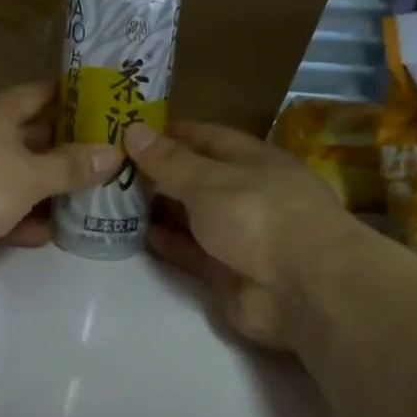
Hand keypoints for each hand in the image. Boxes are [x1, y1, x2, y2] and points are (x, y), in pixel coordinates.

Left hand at [0, 81, 119, 276]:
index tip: (104, 104)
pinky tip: (43, 234)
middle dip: (64, 149)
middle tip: (105, 162)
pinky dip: (16, 218)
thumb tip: (112, 153)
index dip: (72, 97)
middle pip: (28, 136)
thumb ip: (70, 167)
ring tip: (84, 202)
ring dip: (42, 189)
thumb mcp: (29, 175)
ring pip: (11, 175)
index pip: (40, 93)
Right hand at [125, 118, 344, 348]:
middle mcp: (249, 194)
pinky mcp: (230, 273)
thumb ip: (168, 160)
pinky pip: (193, 253)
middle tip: (114, 166)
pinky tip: (140, 234)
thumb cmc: (258, 214)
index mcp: (254, 161)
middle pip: (199, 178)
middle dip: (161, 172)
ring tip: (117, 200)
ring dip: (161, 210)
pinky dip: (170, 244)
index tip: (133, 129)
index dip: (173, 132)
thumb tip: (133, 129)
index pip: (208, 137)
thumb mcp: (207, 179)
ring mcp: (242, 236)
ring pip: (194, 217)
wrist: (302, 288)